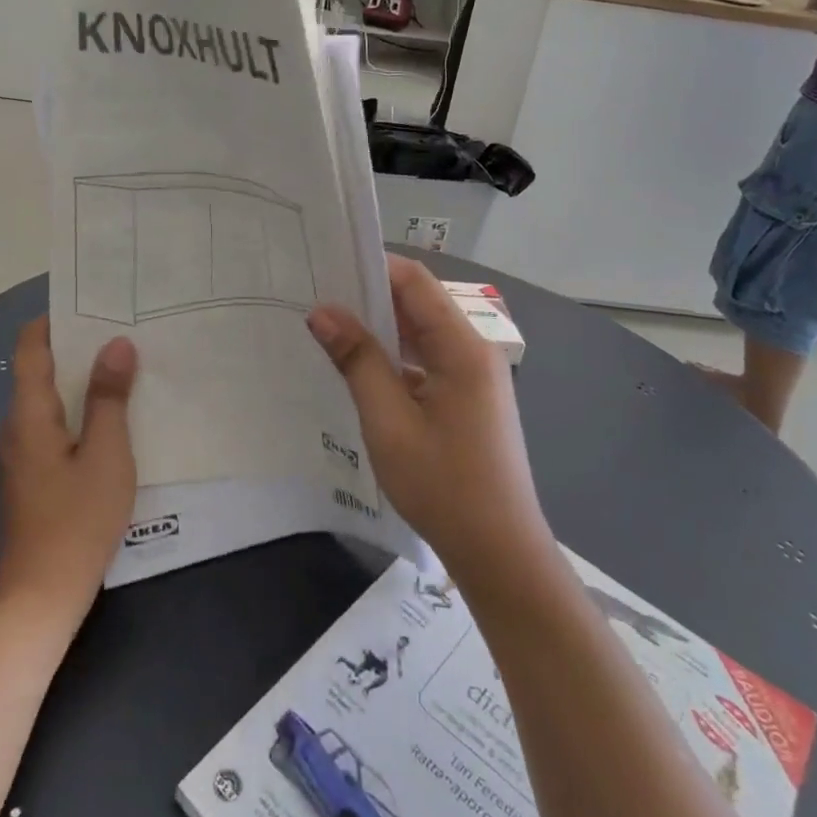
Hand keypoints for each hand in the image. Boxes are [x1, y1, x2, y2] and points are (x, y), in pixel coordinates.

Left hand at [0, 318, 137, 620]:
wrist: (39, 597)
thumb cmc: (76, 520)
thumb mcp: (107, 455)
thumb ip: (110, 398)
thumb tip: (116, 345)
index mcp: (29, 415)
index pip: (30, 348)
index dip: (53, 320)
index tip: (91, 304)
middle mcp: (16, 428)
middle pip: (40, 372)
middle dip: (77, 348)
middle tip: (124, 332)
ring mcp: (20, 456)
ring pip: (48, 401)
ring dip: (81, 382)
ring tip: (125, 368)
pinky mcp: (31, 478)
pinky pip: (53, 427)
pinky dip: (79, 412)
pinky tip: (112, 419)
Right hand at [307, 257, 551, 579]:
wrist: (500, 552)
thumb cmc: (443, 485)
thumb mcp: (389, 421)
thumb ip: (357, 360)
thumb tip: (323, 312)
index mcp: (463, 347)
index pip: (416, 283)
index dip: (373, 266)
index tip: (327, 264)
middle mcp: (474, 352)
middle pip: (420, 305)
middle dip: (371, 297)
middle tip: (317, 295)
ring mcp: (474, 378)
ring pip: (422, 336)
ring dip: (381, 330)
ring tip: (330, 327)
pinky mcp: (468, 401)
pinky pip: (427, 363)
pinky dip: (395, 359)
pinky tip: (361, 370)